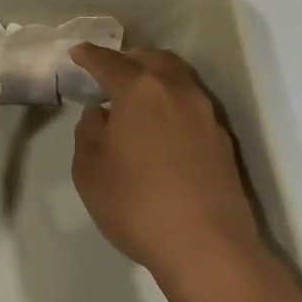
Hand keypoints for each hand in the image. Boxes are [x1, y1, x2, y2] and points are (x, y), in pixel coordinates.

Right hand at [69, 44, 272, 289]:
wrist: (208, 249)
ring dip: (156, 79)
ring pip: (178, 79)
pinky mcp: (223, 140)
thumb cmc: (138, 205)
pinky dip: (173, 104)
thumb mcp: (89, 170)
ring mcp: (205, 114)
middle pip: (152, 59)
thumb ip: (89, 132)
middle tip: (112, 73)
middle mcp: (176, 91)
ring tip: (139, 100)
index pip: (109, 62)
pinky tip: (162, 129)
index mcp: (140, 90)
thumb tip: (102, 115)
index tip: (77, 52)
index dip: (90, 55)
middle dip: (130, 60)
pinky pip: (192, 106)